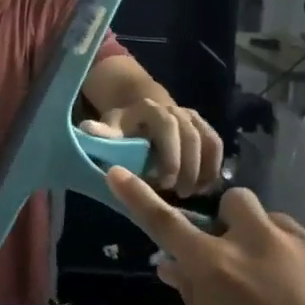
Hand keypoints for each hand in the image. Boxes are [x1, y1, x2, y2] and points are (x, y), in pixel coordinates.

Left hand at [81, 100, 221, 194]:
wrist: (140, 114)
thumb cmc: (122, 129)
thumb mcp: (109, 128)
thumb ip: (103, 133)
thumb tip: (88, 129)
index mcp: (151, 108)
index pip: (167, 127)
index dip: (170, 155)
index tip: (165, 183)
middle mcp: (176, 109)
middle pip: (191, 136)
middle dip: (188, 167)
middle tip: (181, 195)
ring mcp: (193, 117)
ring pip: (208, 141)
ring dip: (204, 169)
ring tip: (195, 195)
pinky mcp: (204, 128)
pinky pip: (216, 145)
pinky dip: (214, 166)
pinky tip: (205, 188)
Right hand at [103, 168, 304, 304]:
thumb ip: (191, 301)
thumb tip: (174, 266)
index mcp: (216, 269)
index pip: (166, 224)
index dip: (138, 197)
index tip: (117, 173)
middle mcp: (257, 242)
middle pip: (234, 203)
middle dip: (232, 227)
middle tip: (242, 265)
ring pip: (278, 225)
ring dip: (272, 248)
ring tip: (290, 295)